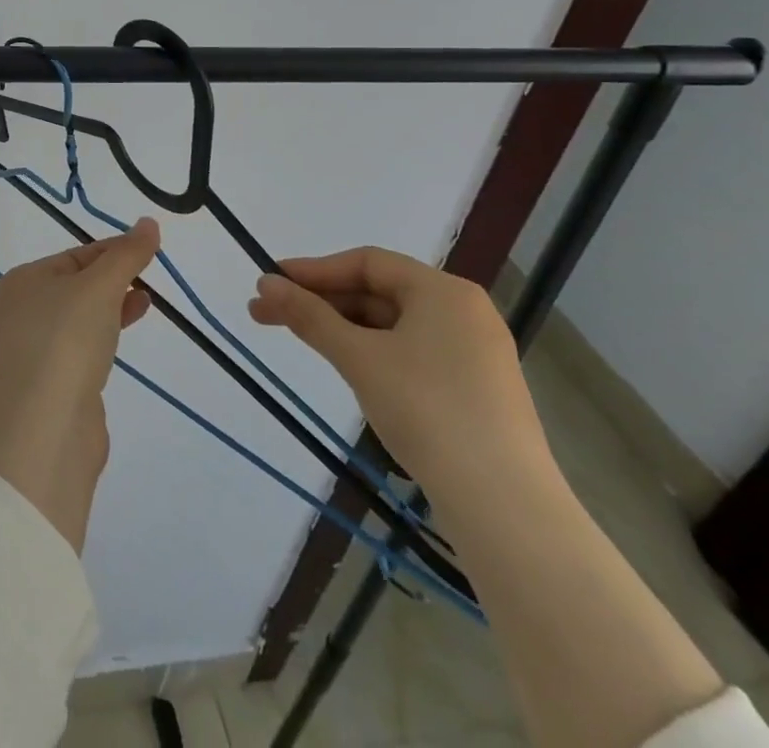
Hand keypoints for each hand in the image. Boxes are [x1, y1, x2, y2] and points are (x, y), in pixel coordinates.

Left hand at [0, 219, 159, 551]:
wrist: (45, 426)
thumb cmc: (66, 339)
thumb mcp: (100, 286)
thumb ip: (127, 255)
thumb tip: (149, 223)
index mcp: (24, 281)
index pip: (76, 255)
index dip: (114, 250)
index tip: (150, 250)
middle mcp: (24, 311)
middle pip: (77, 284)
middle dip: (114, 278)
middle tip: (150, 277)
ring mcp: (38, 349)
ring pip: (82, 317)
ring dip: (113, 307)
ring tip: (146, 301)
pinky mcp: (55, 383)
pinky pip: (84, 349)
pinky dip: (106, 337)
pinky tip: (124, 339)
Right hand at [247, 247, 552, 502]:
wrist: (503, 505)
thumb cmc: (426, 409)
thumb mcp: (358, 357)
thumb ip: (309, 315)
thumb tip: (265, 282)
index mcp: (444, 291)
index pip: (367, 263)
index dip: (314, 270)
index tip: (271, 282)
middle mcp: (464, 312)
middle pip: (380, 292)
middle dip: (322, 301)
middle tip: (269, 313)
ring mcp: (475, 353)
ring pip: (395, 324)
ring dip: (344, 327)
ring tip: (302, 339)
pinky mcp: (477, 390)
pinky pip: (414, 352)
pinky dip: (374, 351)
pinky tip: (349, 367)